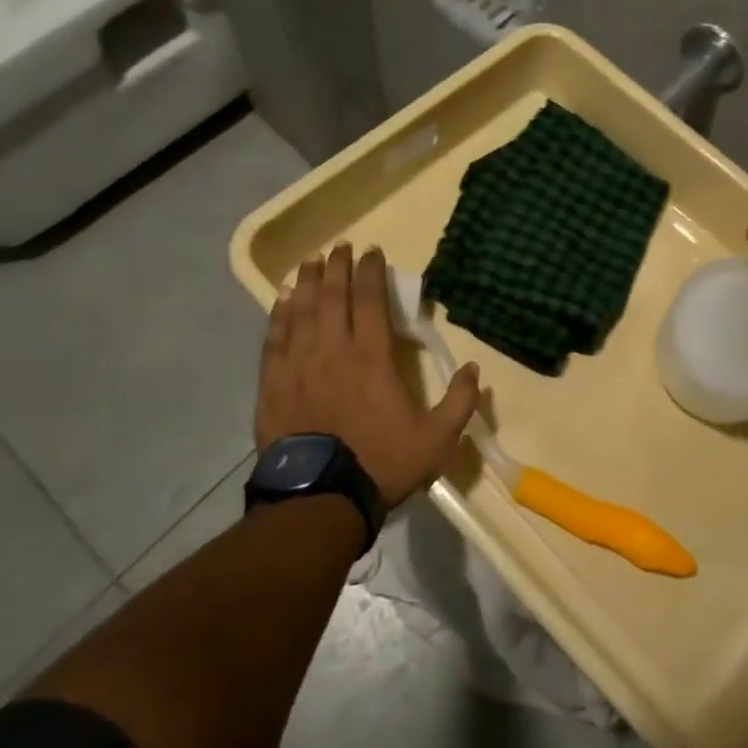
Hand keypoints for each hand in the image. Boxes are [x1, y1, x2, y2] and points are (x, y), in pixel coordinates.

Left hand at [258, 243, 482, 508]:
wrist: (319, 500)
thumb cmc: (380, 464)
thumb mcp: (436, 440)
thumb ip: (459, 402)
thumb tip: (473, 368)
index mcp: (372, 358)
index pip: (370, 302)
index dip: (371, 273)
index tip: (372, 252)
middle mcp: (333, 351)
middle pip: (333, 297)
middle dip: (338, 268)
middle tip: (341, 247)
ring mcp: (298, 366)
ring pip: (302, 311)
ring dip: (309, 283)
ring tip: (312, 261)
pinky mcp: (273, 384)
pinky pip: (275, 339)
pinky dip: (279, 315)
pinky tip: (282, 300)